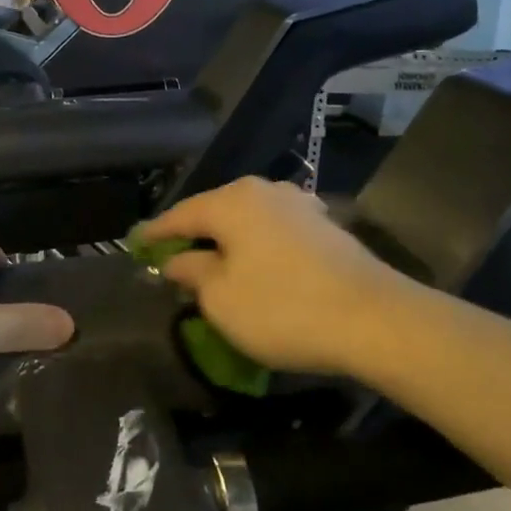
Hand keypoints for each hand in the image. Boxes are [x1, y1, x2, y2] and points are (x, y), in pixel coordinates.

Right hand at [141, 177, 413, 376]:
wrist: (375, 319)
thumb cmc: (283, 308)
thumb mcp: (222, 299)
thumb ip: (192, 273)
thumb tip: (178, 260)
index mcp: (232, 202)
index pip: (181, 214)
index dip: (155, 233)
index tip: (135, 244)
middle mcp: (265, 191)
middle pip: (215, 211)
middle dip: (193, 235)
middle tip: (171, 256)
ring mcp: (300, 205)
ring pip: (248, 220)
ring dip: (228, 240)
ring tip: (213, 261)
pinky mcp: (325, 227)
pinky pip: (275, 231)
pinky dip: (257, 246)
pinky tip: (257, 264)